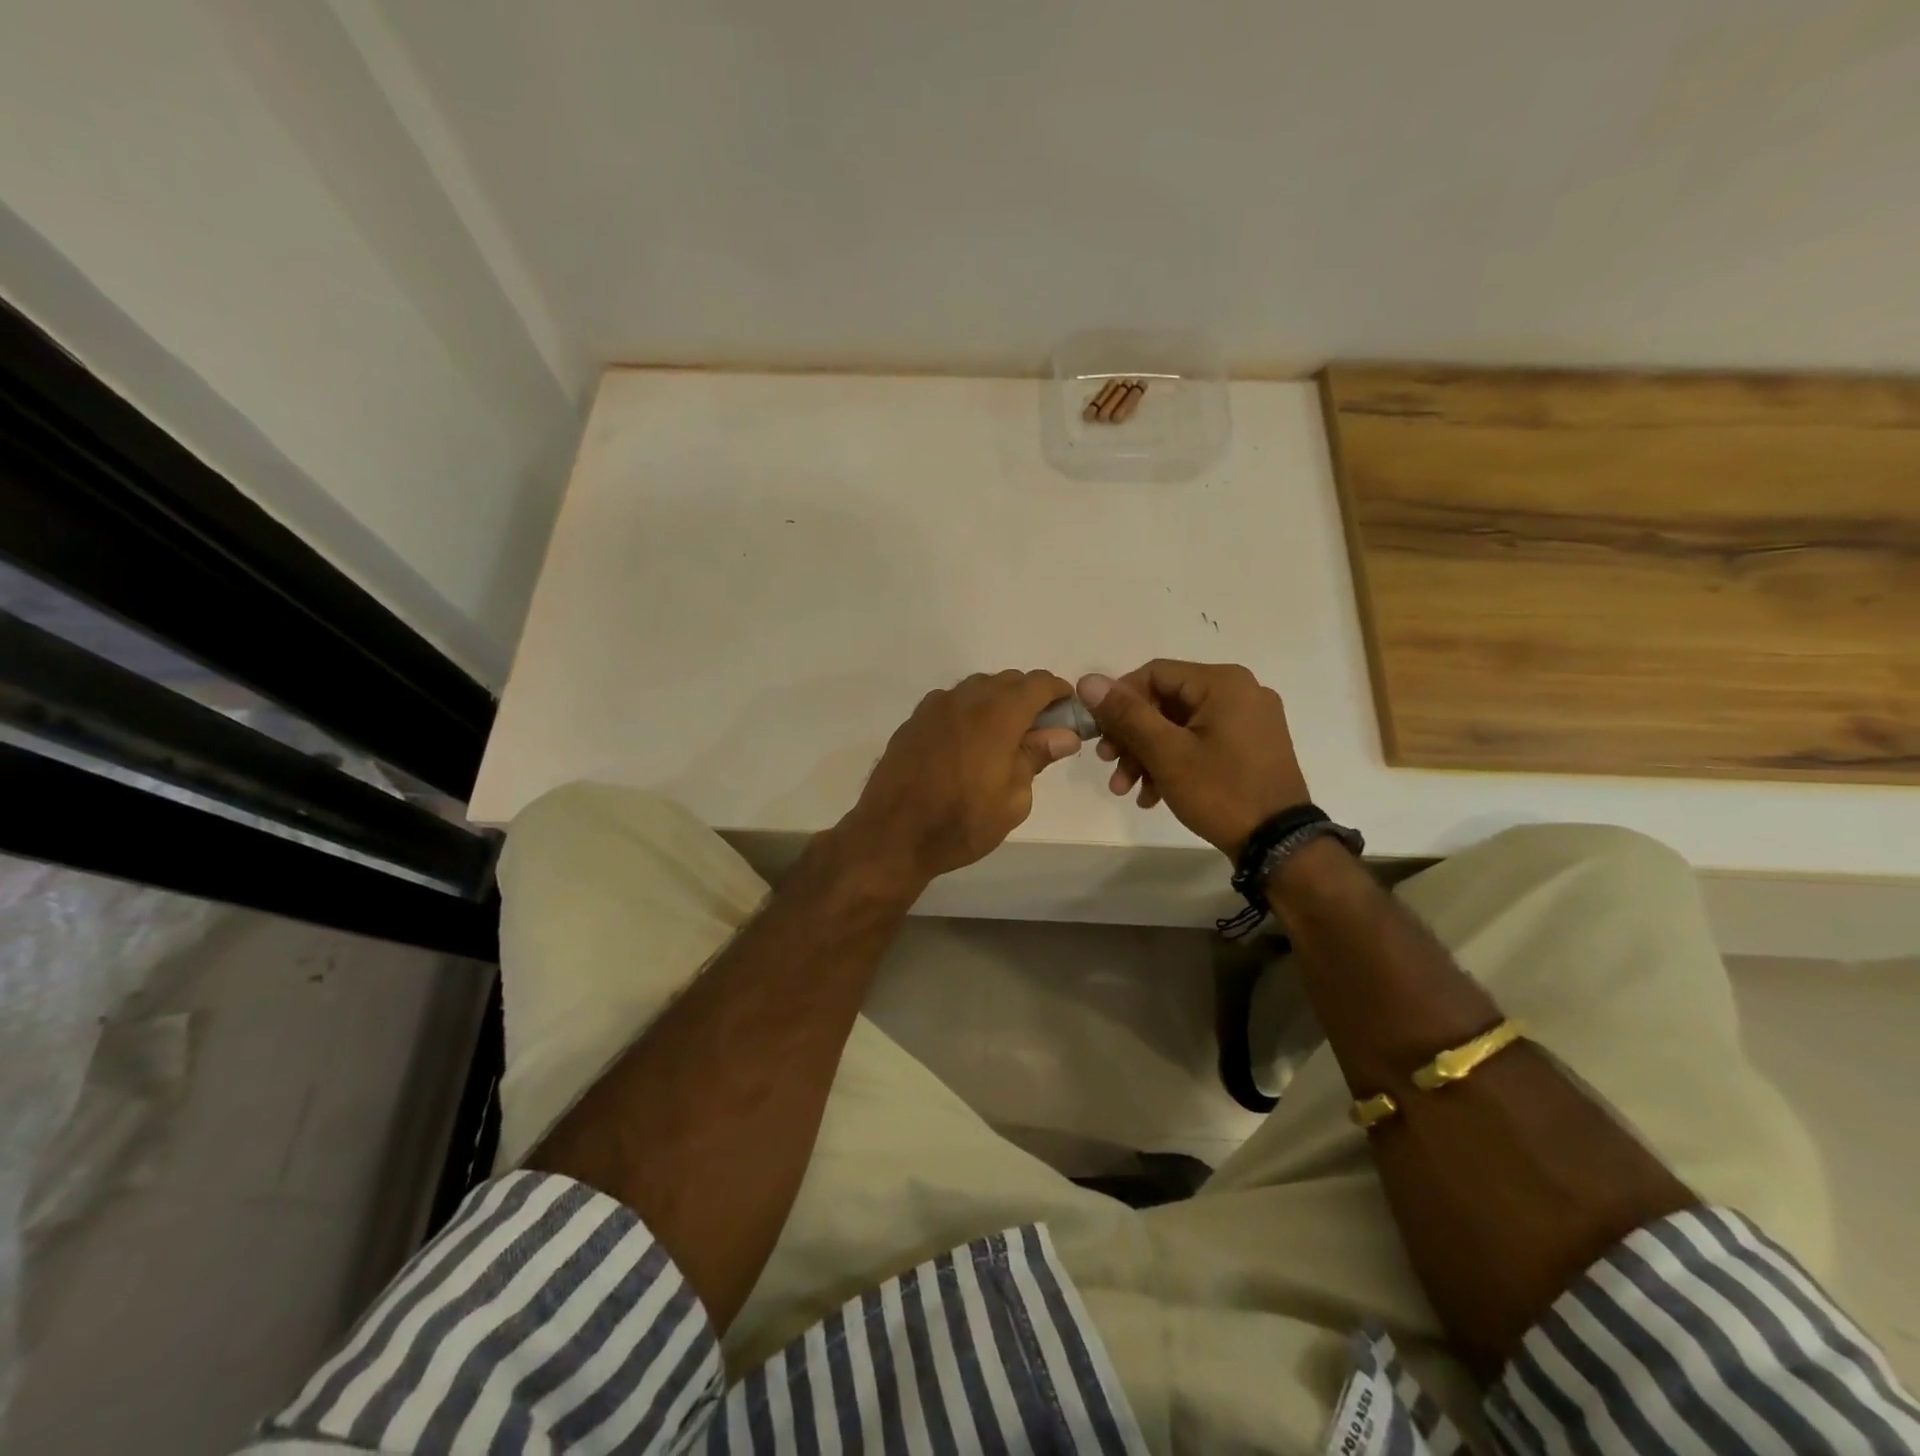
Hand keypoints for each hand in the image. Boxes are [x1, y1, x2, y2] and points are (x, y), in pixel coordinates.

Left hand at [840, 670, 1081, 885]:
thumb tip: (1063, 734)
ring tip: (1003, 738)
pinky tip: (968, 744)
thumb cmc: (962, 823)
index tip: (1068, 712)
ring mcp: (934, 707)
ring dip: (997, 702)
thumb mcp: (1013, 799)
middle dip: (1029, 697)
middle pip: (1007, 680)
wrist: (892, 835)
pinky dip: (969, 711)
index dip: (1058, 692)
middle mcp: (965, 699)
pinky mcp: (914, 721)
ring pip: (977, 688)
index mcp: (997, 715)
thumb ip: (1036, 757)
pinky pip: (951, 702)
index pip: (1037, 683)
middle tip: (1039, 732)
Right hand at [1079, 661, 1310, 858]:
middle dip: (1131, 736)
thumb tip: (1088, 681)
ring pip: (1180, 726)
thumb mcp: (1166, 753)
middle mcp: (1240, 692)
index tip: (1100, 734)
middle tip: (1108, 764)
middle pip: (1166, 702)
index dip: (1119, 701)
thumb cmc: (1221, 791)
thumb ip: (1126, 714)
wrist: (1278, 844)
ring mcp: (1249, 721)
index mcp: (1223, 683)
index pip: (1154, 674)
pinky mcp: (1251, 747)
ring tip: (1125, 789)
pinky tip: (1152, 795)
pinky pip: (1200, 742)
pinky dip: (1173, 763)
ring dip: (1147, 754)